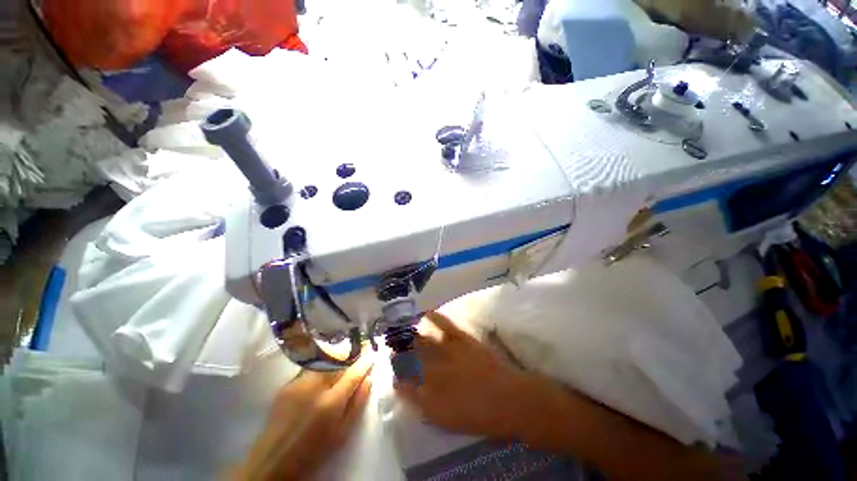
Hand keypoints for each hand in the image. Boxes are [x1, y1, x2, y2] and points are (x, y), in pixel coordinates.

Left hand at [234, 356, 372, 480]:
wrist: (274, 460)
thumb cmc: (314, 450)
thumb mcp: (342, 432)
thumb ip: (358, 403)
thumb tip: (368, 378)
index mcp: (331, 403)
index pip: (353, 373)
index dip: (365, 360)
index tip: (372, 350)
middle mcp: (314, 387)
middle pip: (338, 359)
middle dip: (351, 352)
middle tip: (360, 348)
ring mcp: (298, 383)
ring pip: (324, 359)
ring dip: (337, 355)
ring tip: (344, 355)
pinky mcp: (287, 384)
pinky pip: (310, 367)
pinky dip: (322, 364)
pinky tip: (324, 370)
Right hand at [395, 311, 568, 440]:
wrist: (511, 400)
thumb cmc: (481, 417)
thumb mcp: (447, 420)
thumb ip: (423, 405)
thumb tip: (405, 390)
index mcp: (429, 394)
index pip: (404, 381)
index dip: (396, 373)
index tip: (391, 368)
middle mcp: (433, 370)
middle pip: (409, 357)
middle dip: (397, 350)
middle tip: (390, 342)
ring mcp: (448, 352)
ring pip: (422, 340)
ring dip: (409, 334)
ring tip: (400, 328)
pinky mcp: (462, 339)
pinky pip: (444, 325)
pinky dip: (434, 317)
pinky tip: (426, 312)